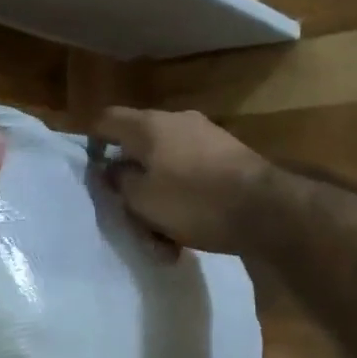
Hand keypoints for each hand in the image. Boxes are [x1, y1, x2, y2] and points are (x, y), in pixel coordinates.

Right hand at [92, 107, 272, 254]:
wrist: (267, 210)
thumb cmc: (193, 201)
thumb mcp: (142, 199)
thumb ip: (119, 181)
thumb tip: (113, 169)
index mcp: (149, 125)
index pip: (107, 119)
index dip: (92, 140)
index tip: (89, 168)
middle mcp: (177, 122)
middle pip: (139, 147)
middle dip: (132, 181)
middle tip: (128, 212)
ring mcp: (207, 137)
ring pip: (167, 167)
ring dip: (159, 197)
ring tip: (162, 238)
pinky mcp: (229, 157)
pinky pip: (193, 176)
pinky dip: (184, 199)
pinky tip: (188, 233)